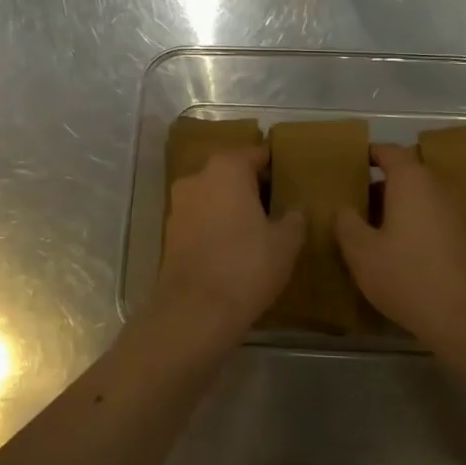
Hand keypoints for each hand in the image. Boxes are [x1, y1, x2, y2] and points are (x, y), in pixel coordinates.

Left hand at [153, 148, 305, 338]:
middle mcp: (197, 178)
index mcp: (227, 168)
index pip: (256, 154)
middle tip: (277, 206)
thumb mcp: (286, 242)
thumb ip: (294, 219)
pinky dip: (216, 226)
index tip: (290, 180)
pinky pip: (200, 219)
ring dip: (231, 207)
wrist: (196, 310)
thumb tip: (295, 211)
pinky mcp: (170, 233)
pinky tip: (233, 247)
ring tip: (257, 229)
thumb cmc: (247, 265)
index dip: (275, 166)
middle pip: (231, 173)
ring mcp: (178, 205)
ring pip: (213, 196)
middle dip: (252, 186)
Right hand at [336, 144, 465, 345]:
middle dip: (382, 186)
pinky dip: (420, 224)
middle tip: (358, 205)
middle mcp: (440, 187)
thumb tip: (345, 209)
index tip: (352, 164)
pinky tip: (406, 251)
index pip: (389, 152)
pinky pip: (439, 218)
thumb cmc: (407, 277)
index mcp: (412, 181)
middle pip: (408, 174)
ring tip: (378, 230)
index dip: (369, 155)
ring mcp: (461, 211)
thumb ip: (347, 224)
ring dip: (402, 207)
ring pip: (425, 197)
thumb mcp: (362, 253)